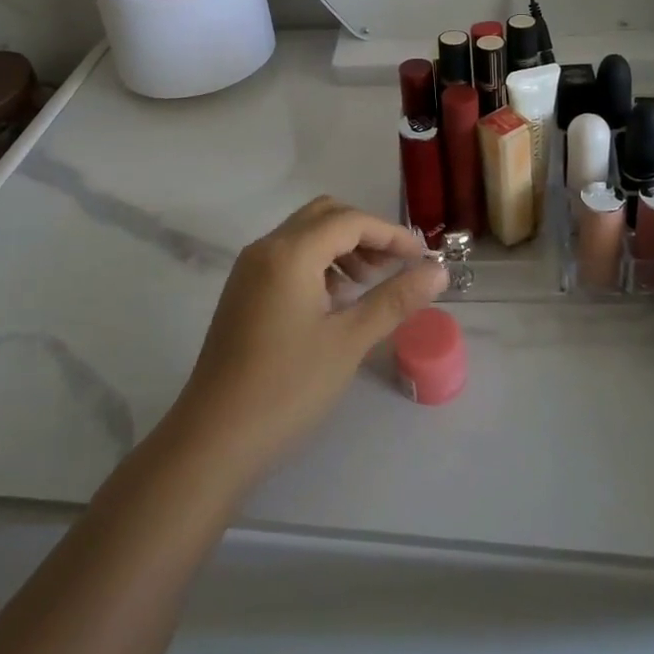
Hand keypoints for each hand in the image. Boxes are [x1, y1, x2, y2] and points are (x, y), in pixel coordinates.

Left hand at [169, 197, 447, 487]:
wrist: (214, 438)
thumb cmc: (287, 387)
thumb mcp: (349, 342)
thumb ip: (395, 300)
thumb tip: (438, 271)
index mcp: (290, 252)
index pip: (349, 221)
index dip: (390, 233)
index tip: (422, 257)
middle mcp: (265, 248)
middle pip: (324, 216)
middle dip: (365, 234)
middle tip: (394, 267)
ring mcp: (249, 269)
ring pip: (304, 235)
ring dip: (341, 247)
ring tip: (368, 285)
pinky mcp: (243, 291)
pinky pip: (287, 256)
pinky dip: (318, 263)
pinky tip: (334, 301)